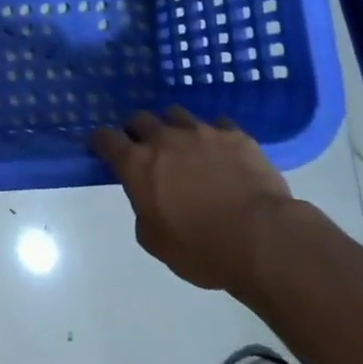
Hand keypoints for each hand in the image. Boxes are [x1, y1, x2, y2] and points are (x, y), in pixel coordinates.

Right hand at [91, 108, 296, 293]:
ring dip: (172, 127)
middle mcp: (164, 139)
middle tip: (143, 147)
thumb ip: (142, 211)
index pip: (106, 138)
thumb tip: (147, 198)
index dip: (100, 140)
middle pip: (140, 118)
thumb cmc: (201, 249)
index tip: (99, 145)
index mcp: (138, 164)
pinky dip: (212, 135)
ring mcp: (201, 132)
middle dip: (137, 130)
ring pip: (176, 114)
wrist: (262, 239)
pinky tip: (219, 150)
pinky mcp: (235, 135)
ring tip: (182, 144)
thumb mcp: (155, 241)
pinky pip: (217, 124)